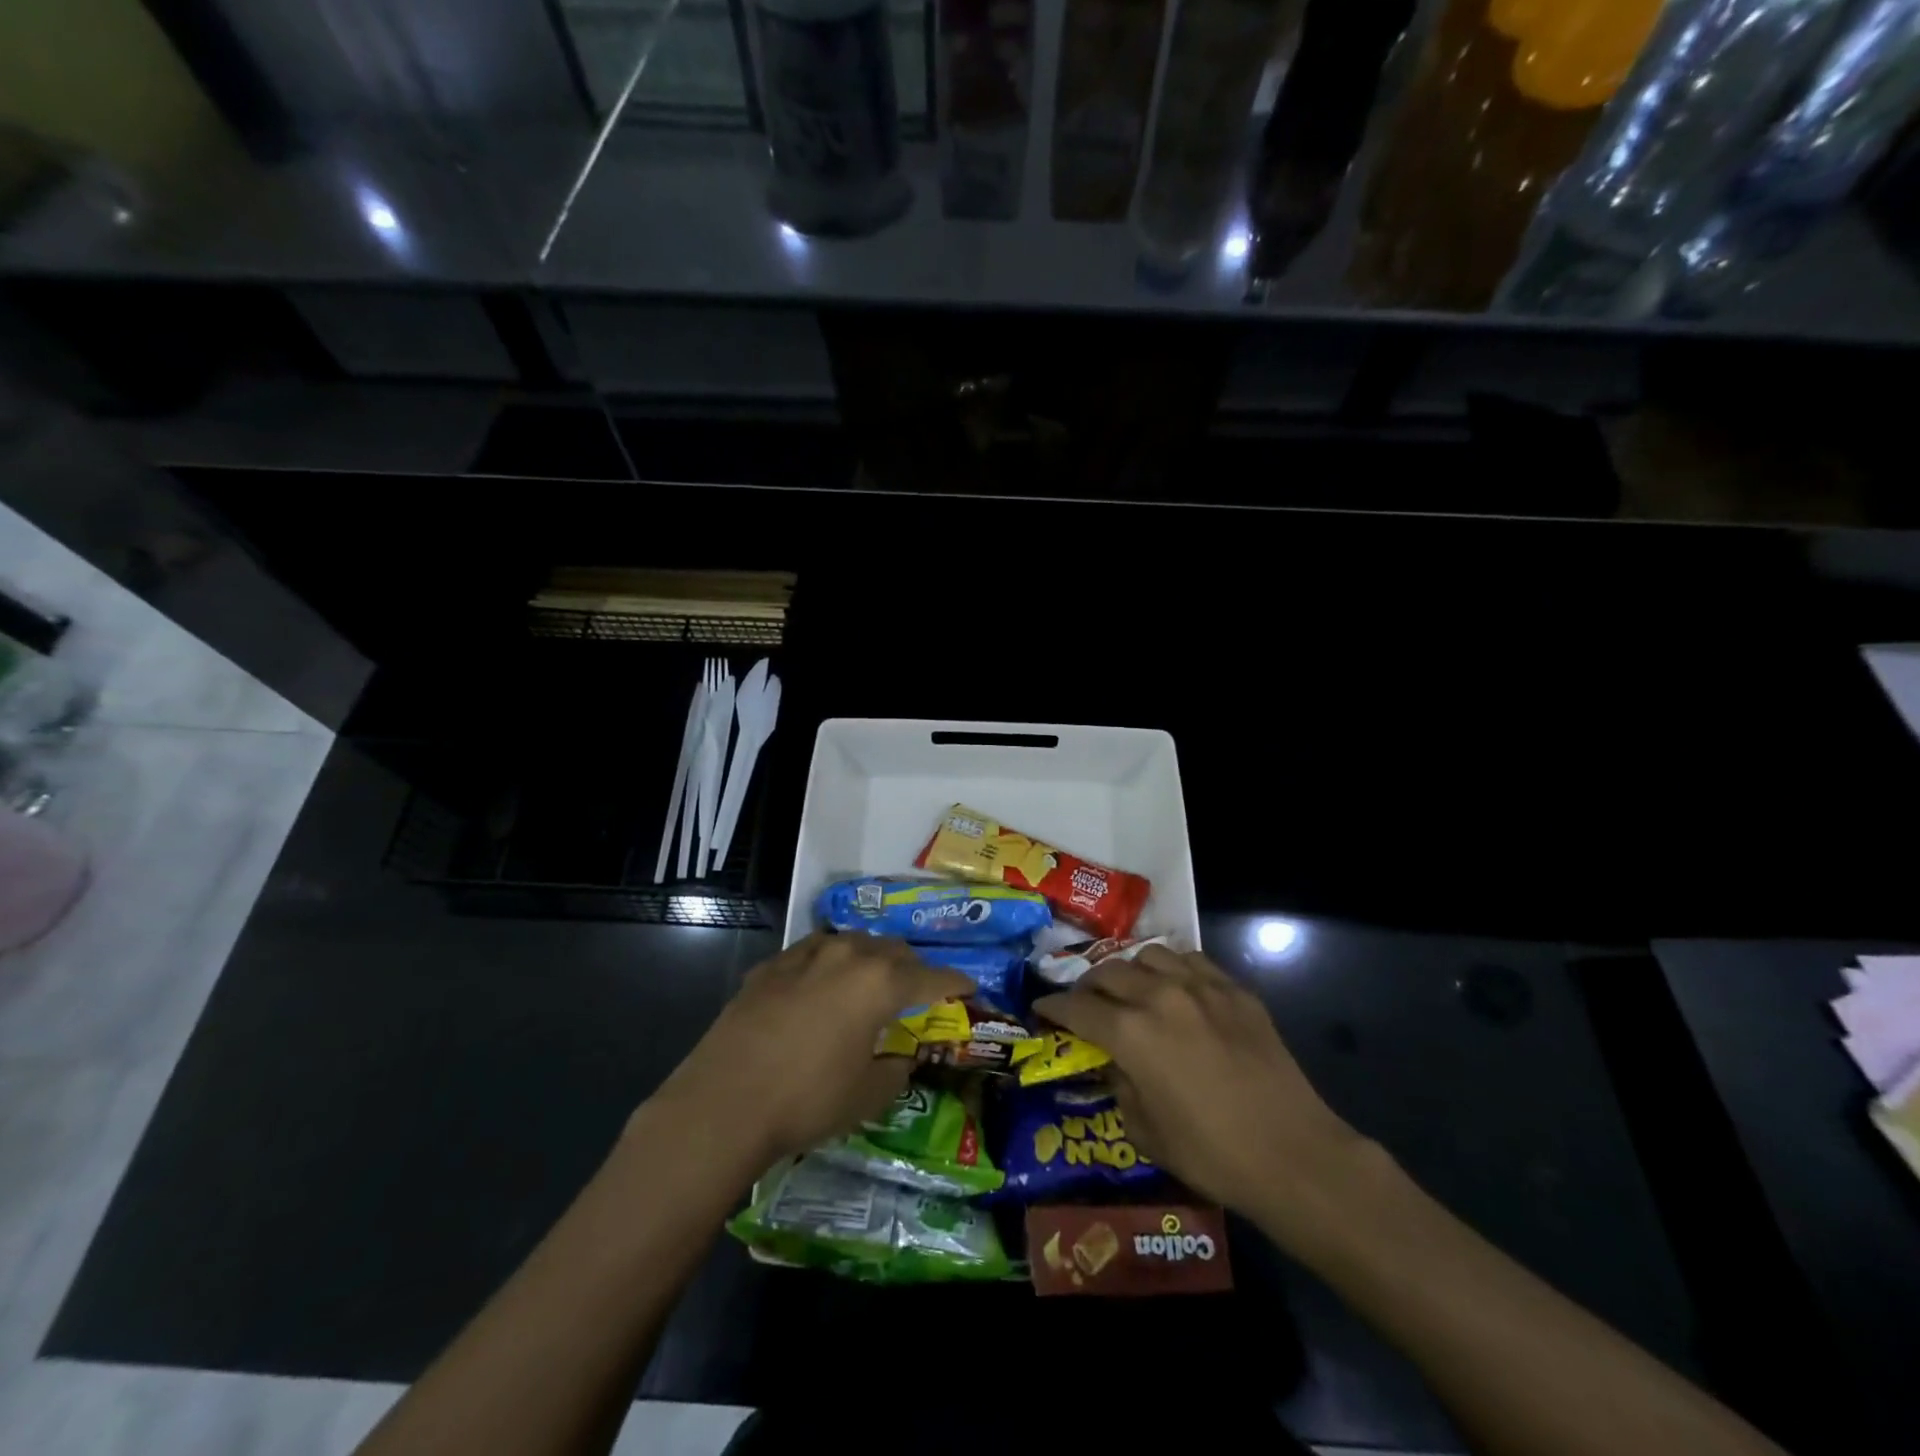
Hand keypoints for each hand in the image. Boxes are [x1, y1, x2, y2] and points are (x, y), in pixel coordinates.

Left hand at [648, 933, 971, 1170]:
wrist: (723, 1103)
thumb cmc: (807, 1101)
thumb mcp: (868, 1095)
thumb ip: (896, 1068)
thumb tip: (901, 1055)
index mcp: (880, 982)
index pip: (932, 977)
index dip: (955, 983)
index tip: (969, 987)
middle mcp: (847, 955)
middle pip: (892, 950)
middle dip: (912, 967)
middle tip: (918, 990)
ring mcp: (804, 955)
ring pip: (851, 943)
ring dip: (870, 959)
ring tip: (870, 981)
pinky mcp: (770, 967)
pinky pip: (812, 954)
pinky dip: (828, 964)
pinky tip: (820, 985)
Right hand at [1031, 945, 1362, 1234]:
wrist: (1294, 1154)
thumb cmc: (1213, 1155)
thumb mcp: (1146, 1133)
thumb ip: (1120, 1088)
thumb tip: (1116, 1065)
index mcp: (1131, 1034)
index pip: (1077, 1008)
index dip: (1052, 1007)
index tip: (1041, 1008)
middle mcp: (1160, 997)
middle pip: (1108, 973)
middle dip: (1087, 986)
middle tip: (1084, 1002)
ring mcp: (1201, 987)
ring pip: (1148, 956)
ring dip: (1129, 971)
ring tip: (1130, 989)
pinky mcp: (1235, 990)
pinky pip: (1191, 961)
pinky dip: (1173, 968)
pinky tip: (1175, 986)